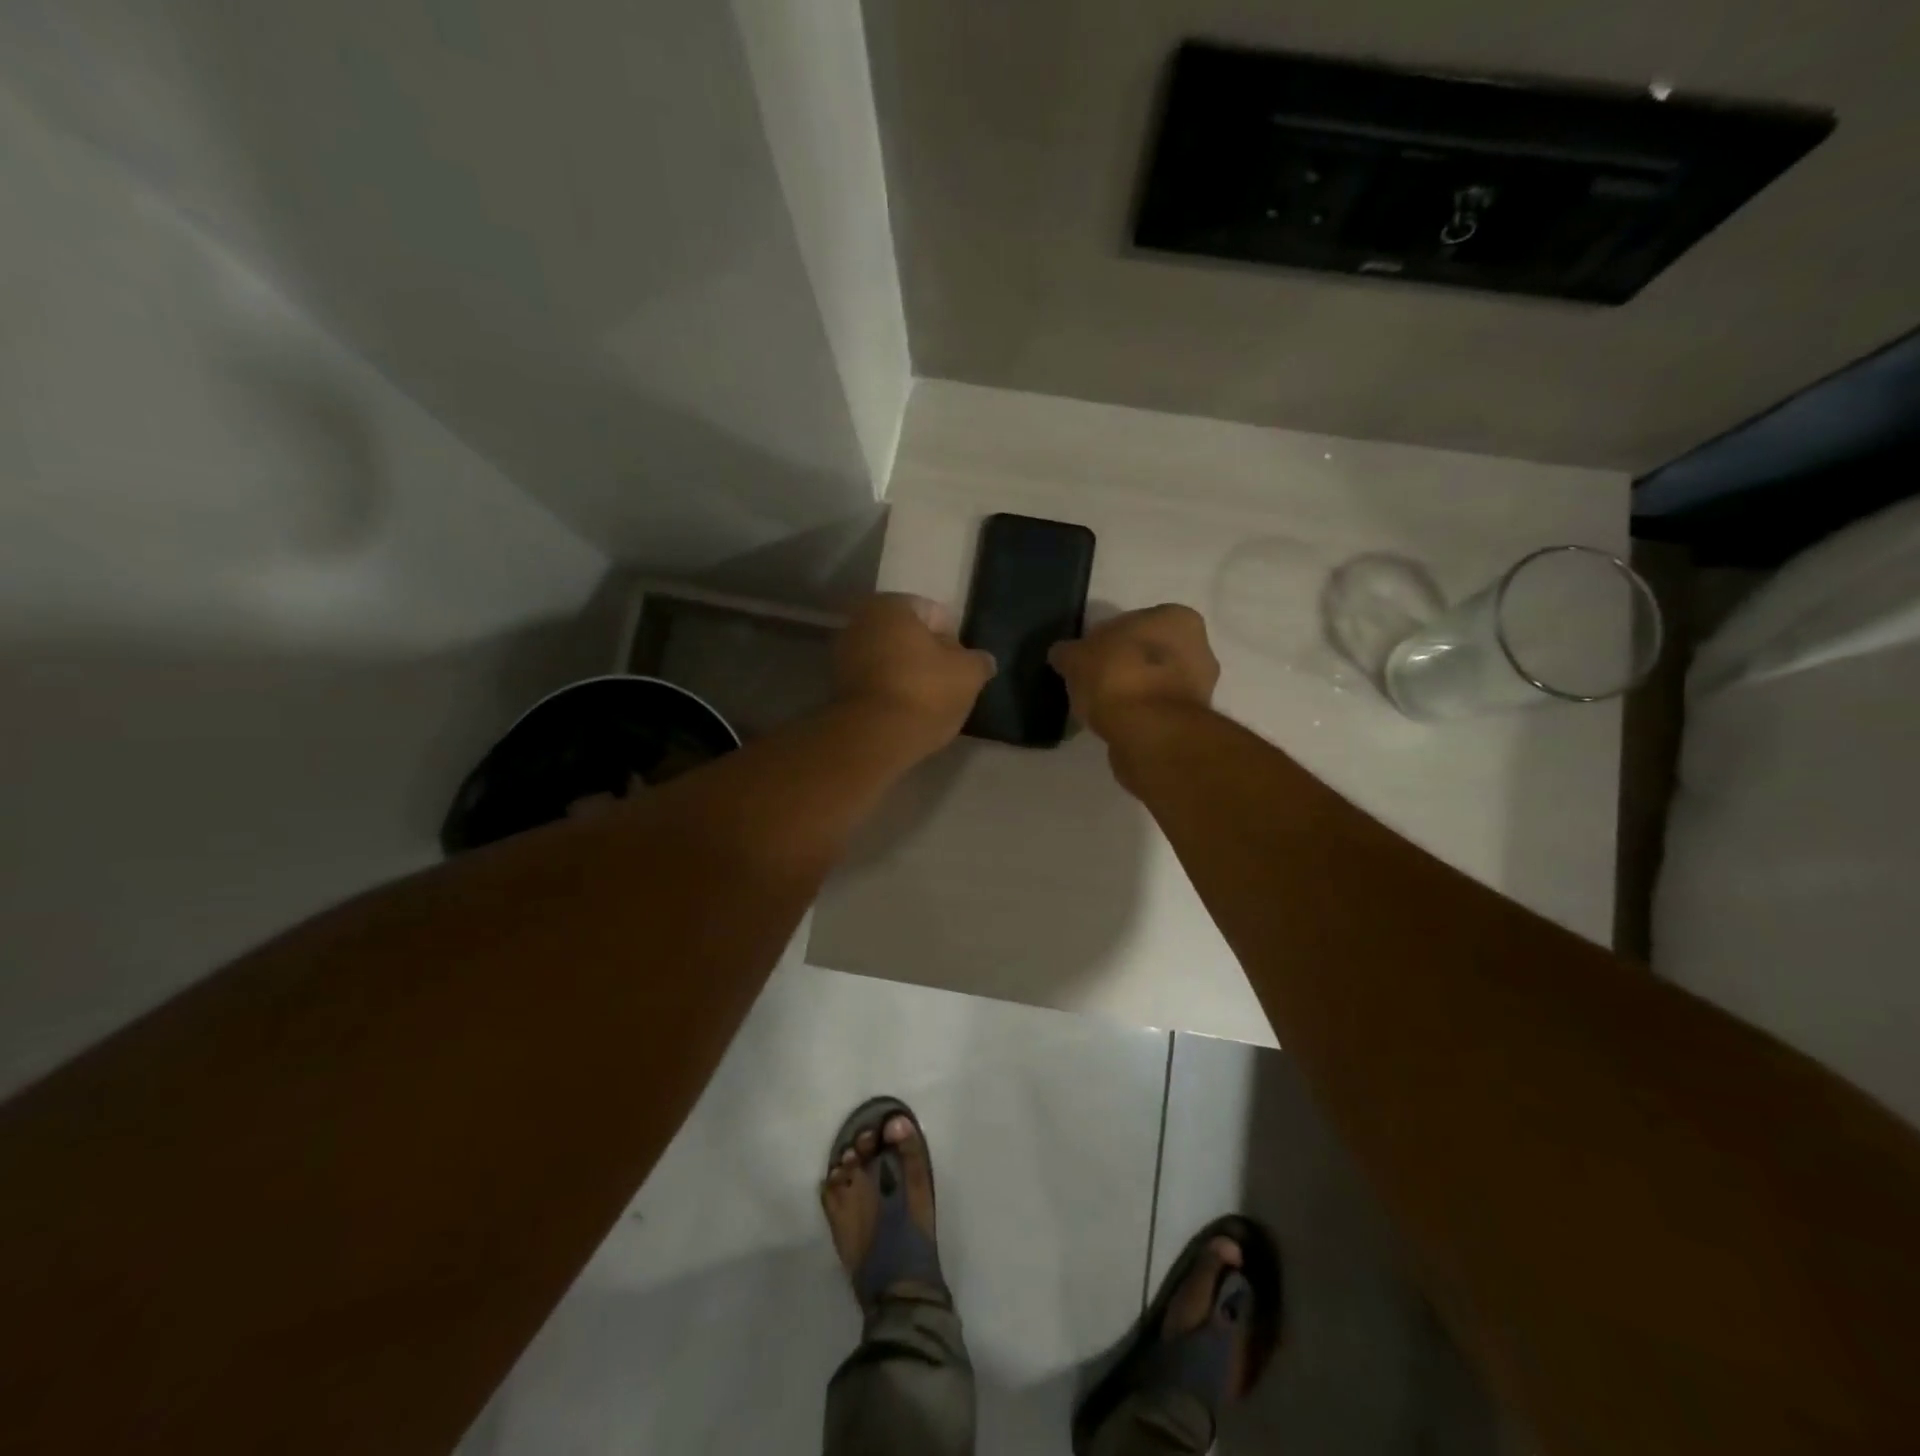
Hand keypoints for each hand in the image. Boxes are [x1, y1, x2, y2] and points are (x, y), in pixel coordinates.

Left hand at [834, 594, 995, 756]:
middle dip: (928, 655)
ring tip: (929, 702)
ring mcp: (844, 654)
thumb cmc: (925, 692)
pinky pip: (875, 681)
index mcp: (892, 605)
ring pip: (890, 659)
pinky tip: (906, 711)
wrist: (874, 737)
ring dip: (908, 674)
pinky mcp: (837, 686)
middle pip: (908, 636)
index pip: (934, 614)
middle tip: (948, 683)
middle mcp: (861, 620)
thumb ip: (979, 661)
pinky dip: (890, 690)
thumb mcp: (969, 674)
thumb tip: (982, 660)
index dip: (954, 639)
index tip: (963, 666)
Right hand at [1048, 604, 1219, 740]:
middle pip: (1150, 652)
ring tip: (1103, 706)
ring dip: (1135, 691)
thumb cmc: (1116, 677)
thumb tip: (1062, 654)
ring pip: (1156, 682)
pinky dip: (1140, 714)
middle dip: (1126, 664)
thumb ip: (1069, 652)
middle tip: (1095, 680)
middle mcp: (1199, 647)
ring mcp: (1200, 686)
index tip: (1088, 658)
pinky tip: (1117, 723)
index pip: (1135, 621)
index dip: (1107, 639)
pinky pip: (1157, 709)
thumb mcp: (1076, 656)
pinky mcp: (1193, 721)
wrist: (1148, 732)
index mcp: (1176, 617)